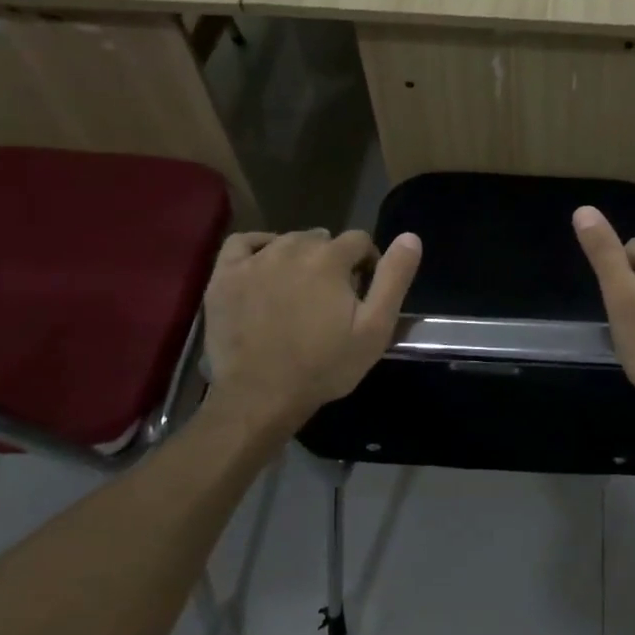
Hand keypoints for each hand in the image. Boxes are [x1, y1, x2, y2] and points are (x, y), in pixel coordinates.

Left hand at [201, 228, 421, 432]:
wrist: (261, 397)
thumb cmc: (324, 365)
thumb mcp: (375, 328)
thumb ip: (394, 278)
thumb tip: (410, 237)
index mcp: (330, 258)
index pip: (360, 240)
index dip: (367, 264)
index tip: (362, 294)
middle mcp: (291, 247)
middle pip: (323, 239)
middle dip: (333, 262)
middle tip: (331, 300)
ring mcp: (253, 260)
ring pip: (287, 241)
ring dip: (300, 258)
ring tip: (300, 293)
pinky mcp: (224, 275)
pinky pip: (244, 242)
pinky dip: (260, 247)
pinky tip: (266, 267)